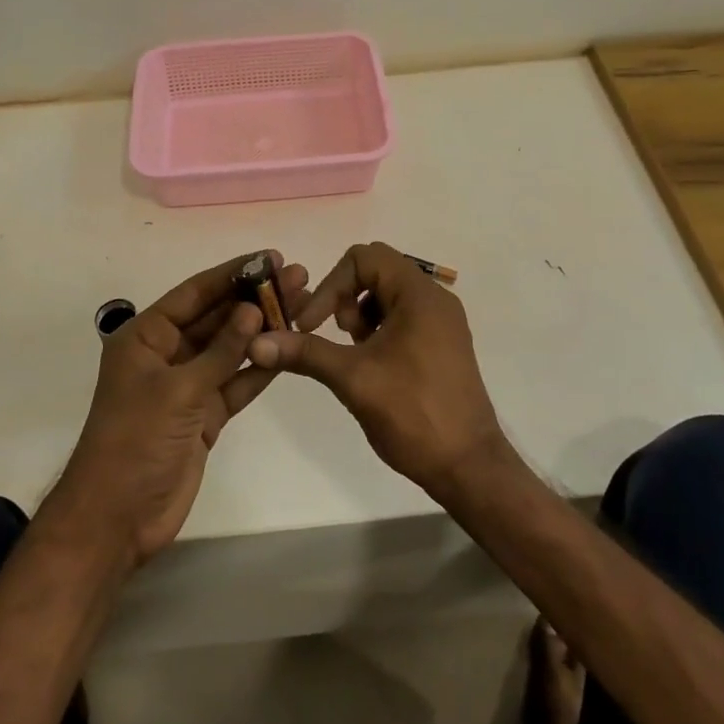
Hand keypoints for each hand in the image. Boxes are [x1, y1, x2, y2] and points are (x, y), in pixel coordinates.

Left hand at [49, 252, 308, 566]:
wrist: (117, 519)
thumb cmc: (135, 441)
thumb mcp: (178, 390)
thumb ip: (220, 351)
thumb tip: (253, 309)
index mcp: (145, 337)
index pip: (194, 294)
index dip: (232, 274)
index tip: (270, 258)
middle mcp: (166, 354)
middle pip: (216, 318)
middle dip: (254, 299)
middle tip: (298, 278)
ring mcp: (187, 386)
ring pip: (230, 349)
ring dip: (262, 330)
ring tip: (303, 306)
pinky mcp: (203, 415)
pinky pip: (235, 383)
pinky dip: (259, 368)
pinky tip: (288, 349)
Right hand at [246, 242, 509, 502]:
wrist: (468, 466)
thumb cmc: (412, 413)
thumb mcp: (352, 378)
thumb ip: (305, 353)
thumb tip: (256, 343)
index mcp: (419, 295)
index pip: (365, 257)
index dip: (331, 284)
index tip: (313, 323)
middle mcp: (435, 299)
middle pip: (378, 271)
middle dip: (345, 297)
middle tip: (337, 336)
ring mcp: (443, 322)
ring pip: (389, 294)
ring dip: (361, 314)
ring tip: (354, 353)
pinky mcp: (444, 343)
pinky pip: (404, 316)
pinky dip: (380, 328)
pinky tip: (372, 364)